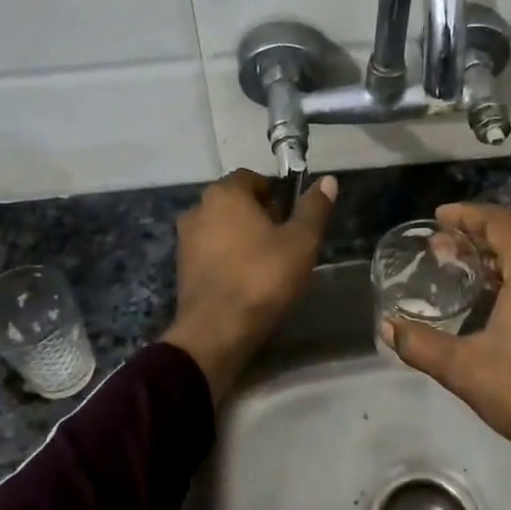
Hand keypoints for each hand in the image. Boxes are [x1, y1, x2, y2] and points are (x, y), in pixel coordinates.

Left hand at [164, 169, 337, 401]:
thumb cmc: (263, 278)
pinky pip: (211, 251)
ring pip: (222, 227)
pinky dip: (227, 258)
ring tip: (267, 264)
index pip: (253, 178)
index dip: (276, 194)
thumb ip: (314, 209)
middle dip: (259, 215)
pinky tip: (246, 280)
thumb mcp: (301, 242)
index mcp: (225, 193)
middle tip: (284, 242)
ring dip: (242, 237)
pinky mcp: (181, 267)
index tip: (291, 219)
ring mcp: (185, 239)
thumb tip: (328, 180)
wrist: (217, 331)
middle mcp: (198, 208)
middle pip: (235, 202)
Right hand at [383, 203, 510, 508]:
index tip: (438, 218)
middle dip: (476, 238)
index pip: (498, 221)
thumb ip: (421, 344)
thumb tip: (386, 327)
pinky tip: (499, 302)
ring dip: (498, 260)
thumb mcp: (465, 369)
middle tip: (442, 249)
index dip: (466, 214)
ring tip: (466, 272)